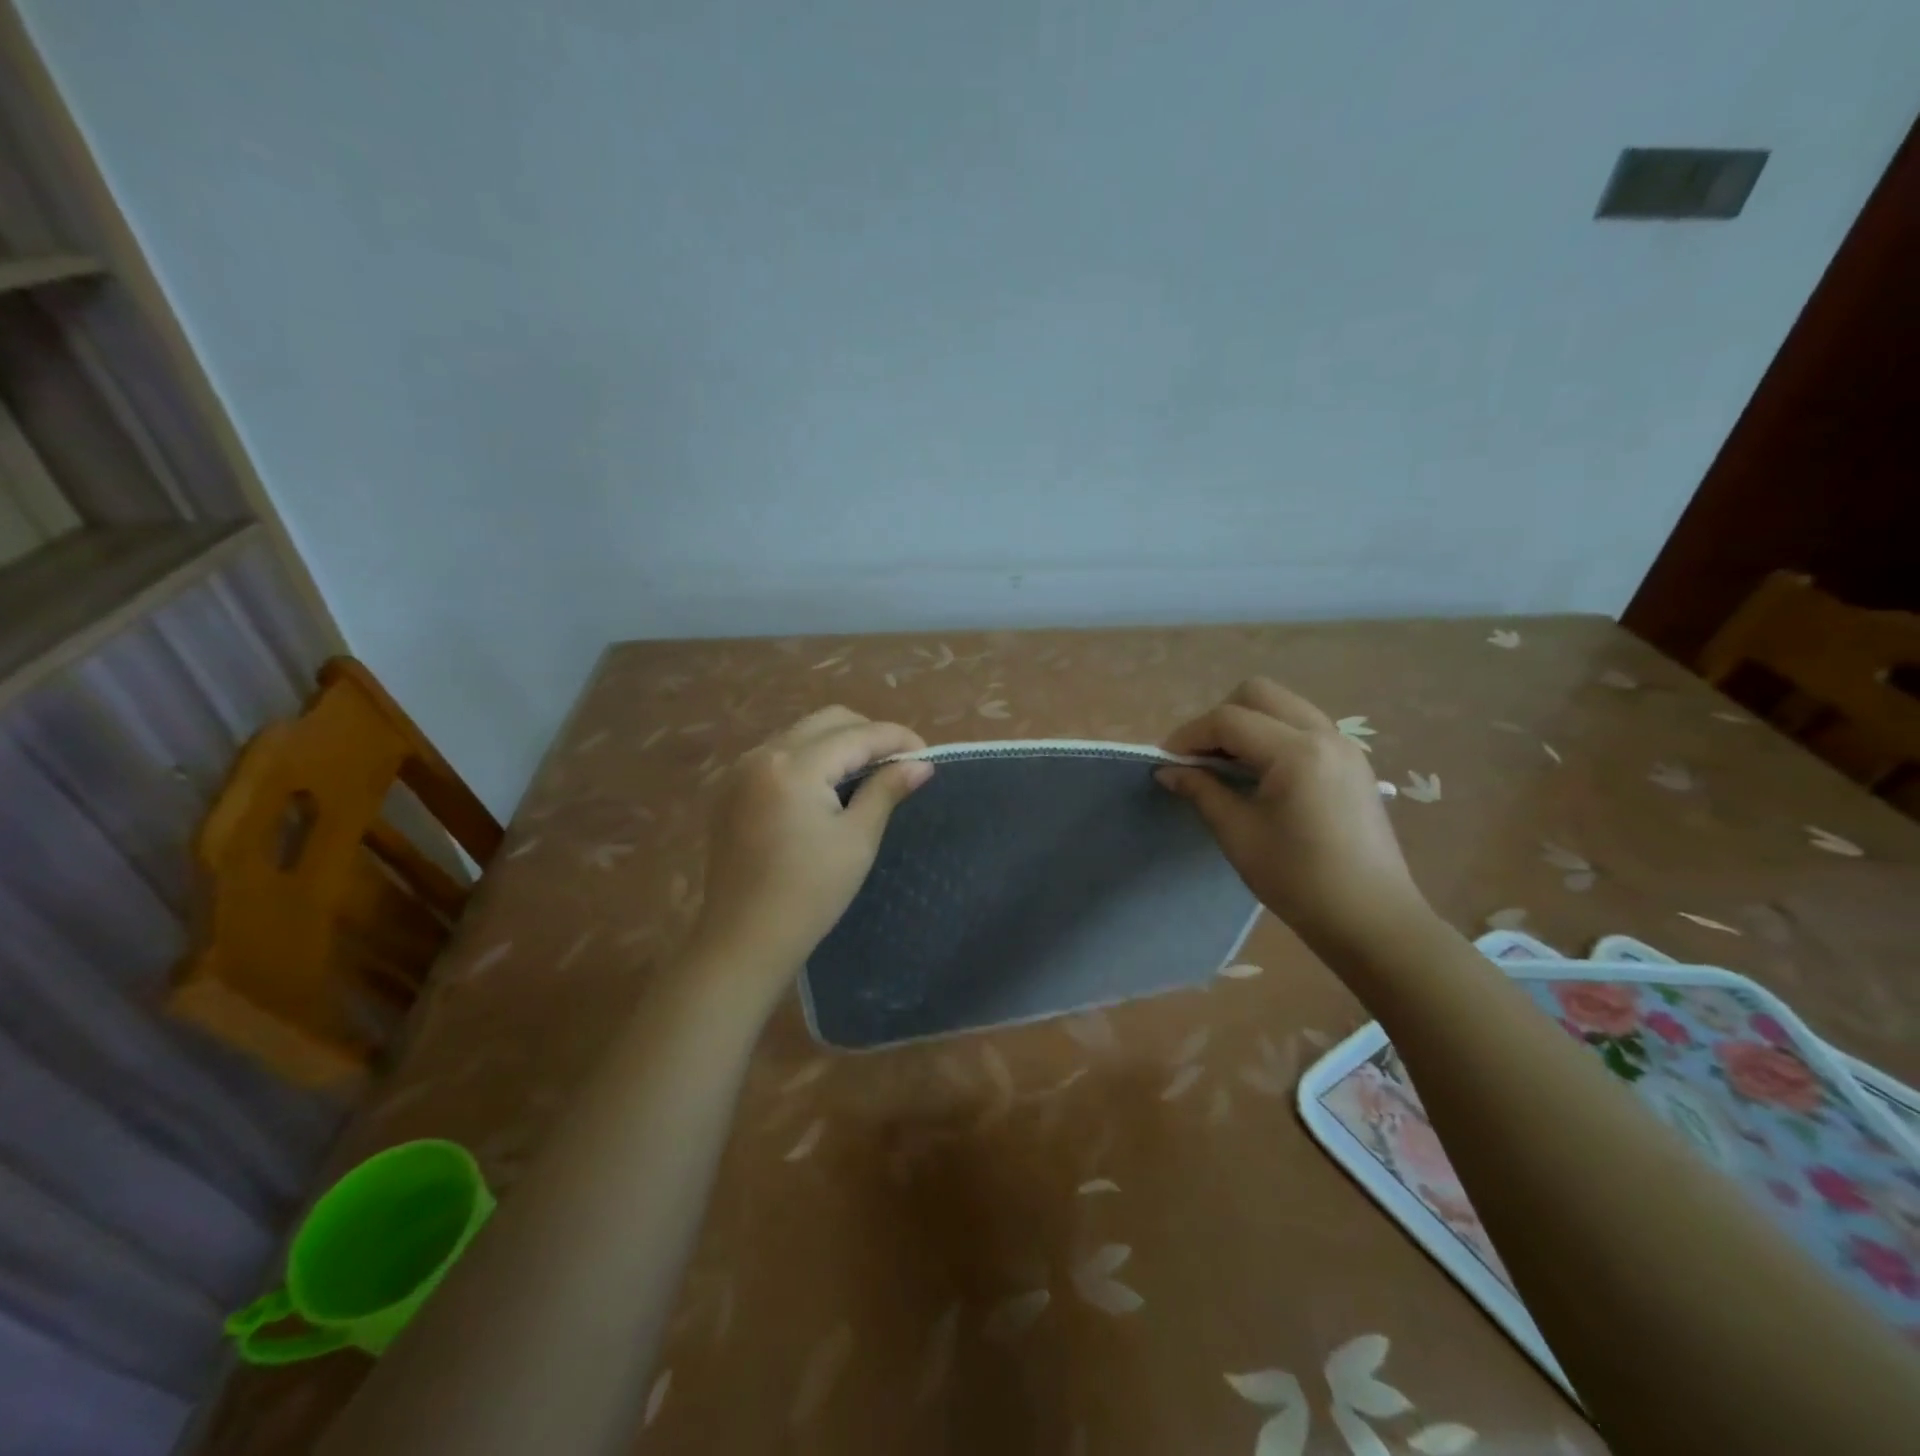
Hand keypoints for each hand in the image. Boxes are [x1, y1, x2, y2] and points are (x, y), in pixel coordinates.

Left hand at [686, 707, 932, 1001]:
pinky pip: (780, 754)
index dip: (898, 739)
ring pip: (802, 734)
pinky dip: (811, 759)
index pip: (857, 735)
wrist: (743, 941)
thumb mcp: (857, 840)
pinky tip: (828, 788)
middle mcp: (762, 755)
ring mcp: (741, 771)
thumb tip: (921, 764)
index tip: (927, 757)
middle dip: (869, 734)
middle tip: (898, 764)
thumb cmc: (809, 895)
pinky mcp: (731, 790)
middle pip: (828, 721)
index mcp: (793, 767)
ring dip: (839, 744)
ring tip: (868, 775)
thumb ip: (886, 790)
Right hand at [1158, 679, 1428, 953]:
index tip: (1166, 761)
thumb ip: (1202, 791)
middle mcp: (1324, 735)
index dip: (1189, 735)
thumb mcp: (1238, 834)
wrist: (1371, 920)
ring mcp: (1344, 746)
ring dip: (1247, 724)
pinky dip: (1272, 735)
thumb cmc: (1298, 880)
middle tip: (1200, 758)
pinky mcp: (1352, 762)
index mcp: (1297, 752)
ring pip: (1283, 706)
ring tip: (1225, 765)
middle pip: (1258, 694)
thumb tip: (1167, 770)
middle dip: (1220, 718)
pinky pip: (1302, 726)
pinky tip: (1259, 774)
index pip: (1229, 720)